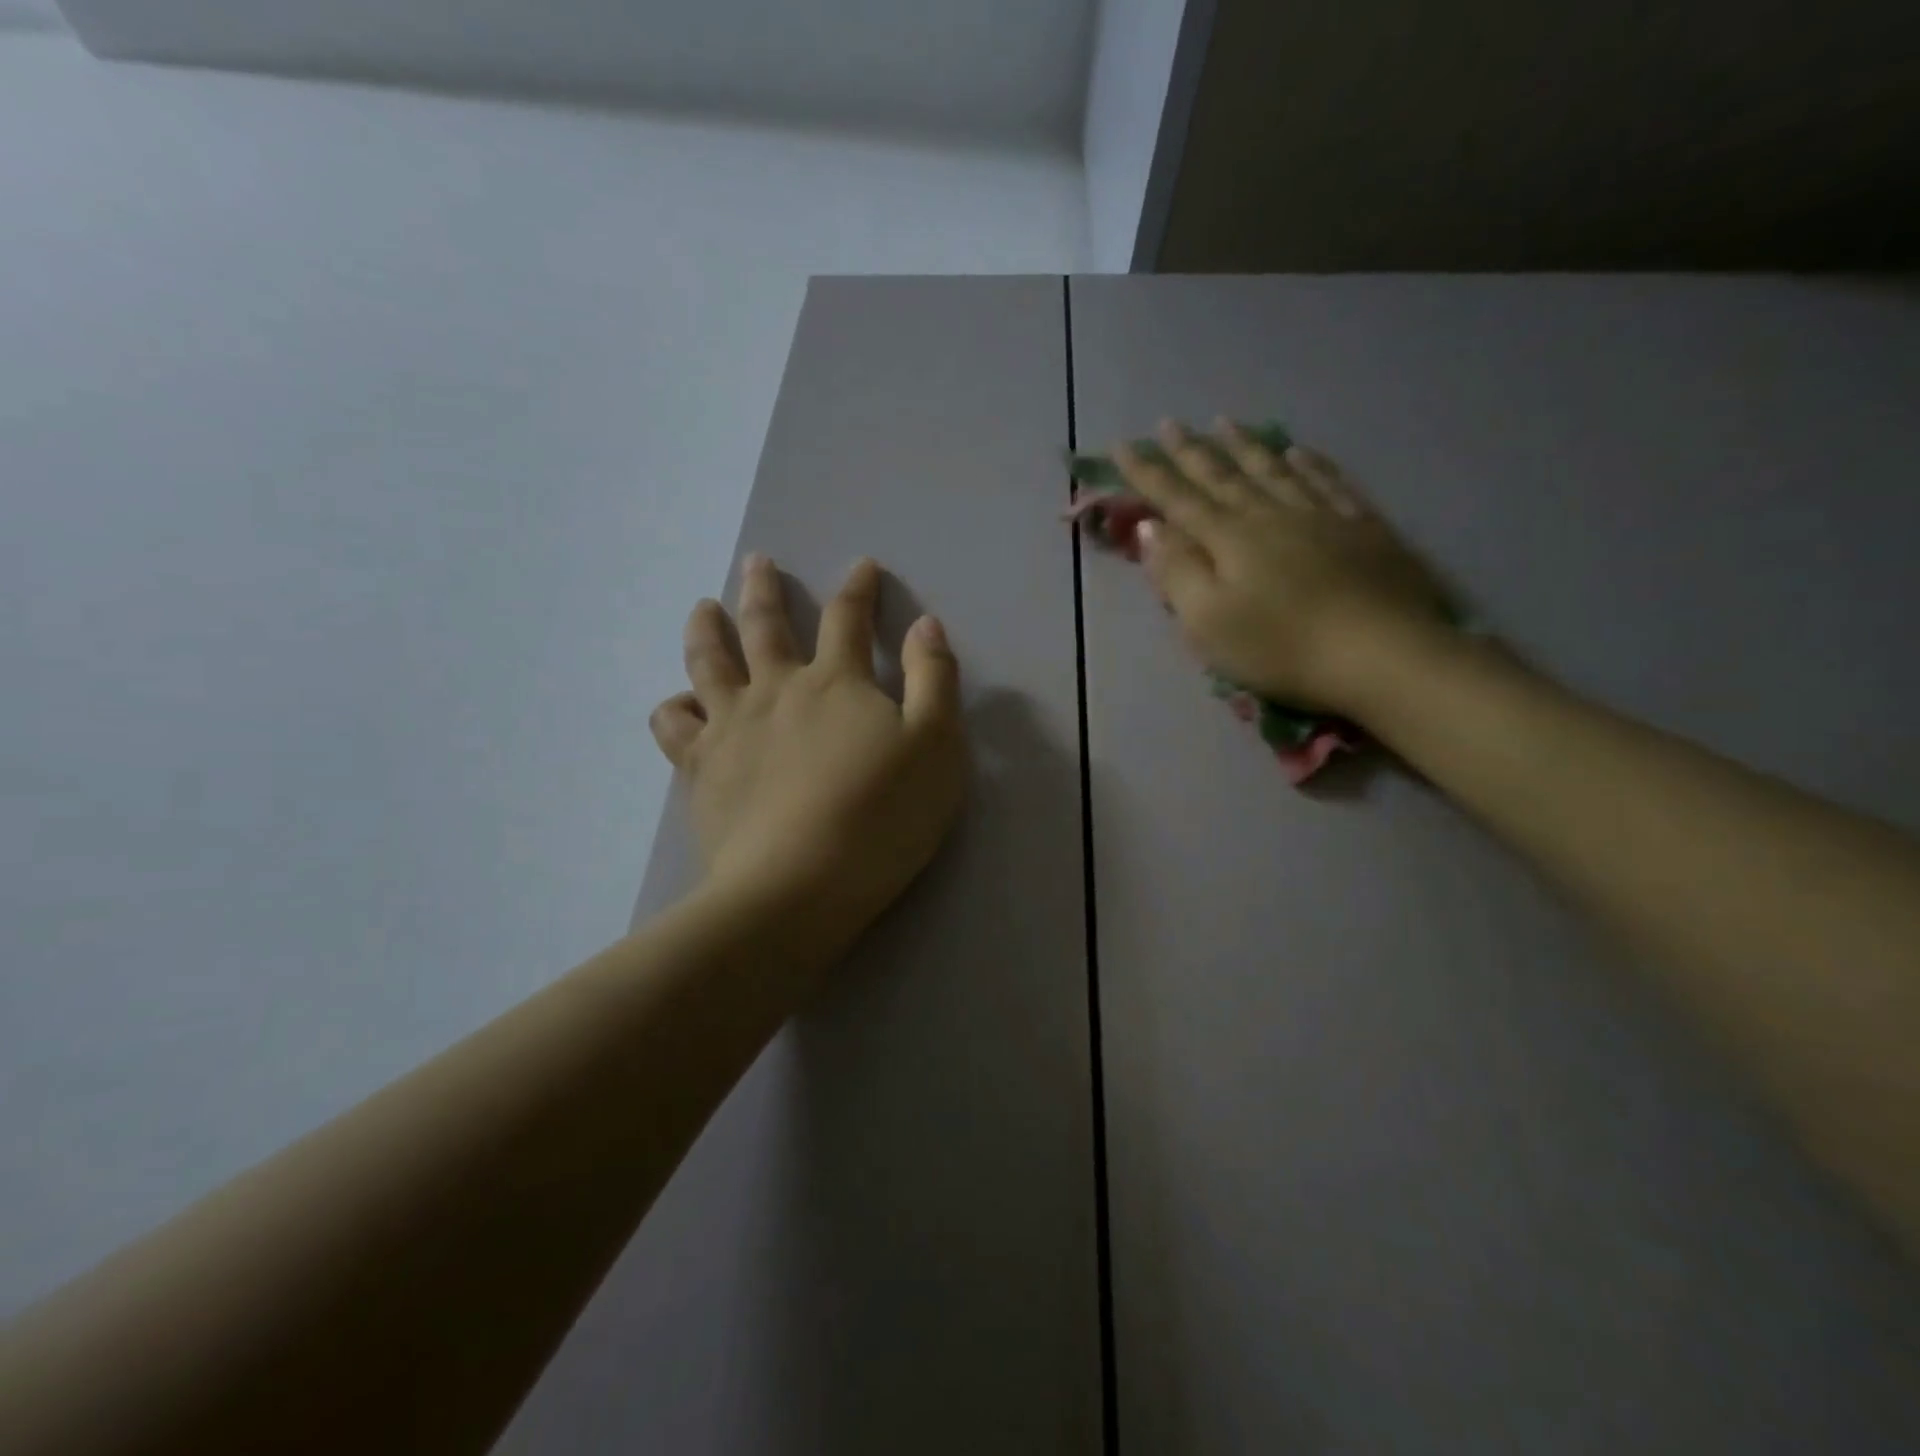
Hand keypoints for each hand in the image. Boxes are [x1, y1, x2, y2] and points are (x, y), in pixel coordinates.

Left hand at [650, 555, 965, 956]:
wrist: (798, 885)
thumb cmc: (881, 816)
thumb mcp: (937, 746)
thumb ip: (933, 680)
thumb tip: (925, 624)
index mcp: (836, 683)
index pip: (848, 619)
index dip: (858, 589)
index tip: (861, 566)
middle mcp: (777, 691)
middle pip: (764, 626)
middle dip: (763, 589)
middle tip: (756, 561)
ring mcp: (730, 727)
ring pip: (707, 662)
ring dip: (705, 629)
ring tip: (703, 608)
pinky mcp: (699, 769)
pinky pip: (674, 725)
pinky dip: (673, 707)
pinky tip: (680, 704)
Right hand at [1112, 419, 1454, 716]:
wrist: (1381, 653)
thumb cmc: (1280, 646)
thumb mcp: (1208, 621)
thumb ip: (1176, 572)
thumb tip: (1150, 527)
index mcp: (1228, 539)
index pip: (1177, 498)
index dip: (1147, 473)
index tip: (1121, 445)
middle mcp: (1269, 514)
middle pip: (1223, 476)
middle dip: (1190, 450)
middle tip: (1168, 423)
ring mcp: (1320, 515)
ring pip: (1273, 469)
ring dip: (1244, 445)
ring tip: (1224, 422)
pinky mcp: (1362, 527)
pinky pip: (1328, 481)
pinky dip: (1308, 463)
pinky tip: (1297, 451)